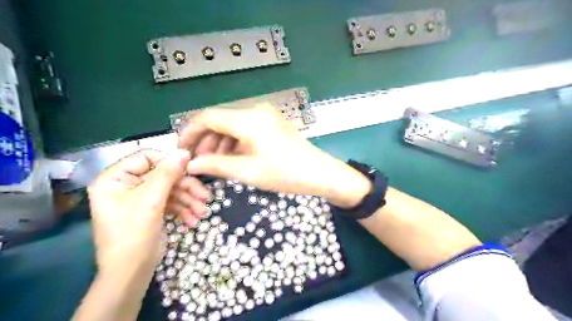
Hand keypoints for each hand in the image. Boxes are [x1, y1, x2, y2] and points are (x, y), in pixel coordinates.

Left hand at [88, 149, 193, 271]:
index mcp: (115, 178)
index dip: (170, 162)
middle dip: (186, 188)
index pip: (146, 157)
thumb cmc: (134, 234)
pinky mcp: (151, 210)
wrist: (131, 273)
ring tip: (202, 213)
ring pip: (170, 190)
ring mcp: (140, 198)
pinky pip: (170, 202)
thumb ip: (168, 173)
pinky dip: (183, 210)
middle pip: (163, 176)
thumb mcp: (152, 200)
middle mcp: (126, 185)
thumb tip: (184, 151)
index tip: (191, 169)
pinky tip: (192, 220)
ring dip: (188, 201)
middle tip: (205, 197)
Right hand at [181, 103, 373, 207]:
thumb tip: (190, 164)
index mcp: (248, 119)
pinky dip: (234, 143)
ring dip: (219, 144)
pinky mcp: (272, 124)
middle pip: (219, 121)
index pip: (207, 117)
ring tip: (214, 165)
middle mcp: (255, 111)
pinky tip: (232, 159)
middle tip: (198, 163)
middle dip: (205, 141)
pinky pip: (245, 130)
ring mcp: (265, 116)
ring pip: (232, 126)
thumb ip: (215, 166)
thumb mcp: (248, 172)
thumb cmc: (286, 173)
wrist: (320, 174)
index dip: (190, 132)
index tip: (181, 150)